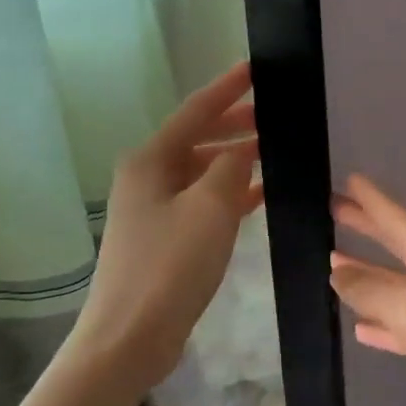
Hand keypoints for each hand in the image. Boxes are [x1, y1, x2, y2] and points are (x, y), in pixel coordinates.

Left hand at [71, 63, 262, 388]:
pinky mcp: (166, 237)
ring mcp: (155, 208)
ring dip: (236, 160)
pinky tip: (262, 194)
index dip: (228, 88)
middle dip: (235, 124)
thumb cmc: (169, 265)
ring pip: (204, 171)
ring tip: (275, 151)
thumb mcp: (210, 208)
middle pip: (198, 138)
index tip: (255, 68)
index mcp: (151, 160)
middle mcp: (149, 177)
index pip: (196, 110)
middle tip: (275, 115)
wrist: (130, 337)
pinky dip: (232, 194)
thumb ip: (232, 168)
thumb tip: (244, 148)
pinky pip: (205, 202)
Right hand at [329, 175, 405, 405]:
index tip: (348, 179)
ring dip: (370, 276)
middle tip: (334, 212)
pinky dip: (386, 323)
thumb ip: (371, 289)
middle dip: (365, 228)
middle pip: (394, 243)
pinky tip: (363, 329)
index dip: (369, 199)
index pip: (392, 216)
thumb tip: (338, 270)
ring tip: (336, 265)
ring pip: (399, 285)